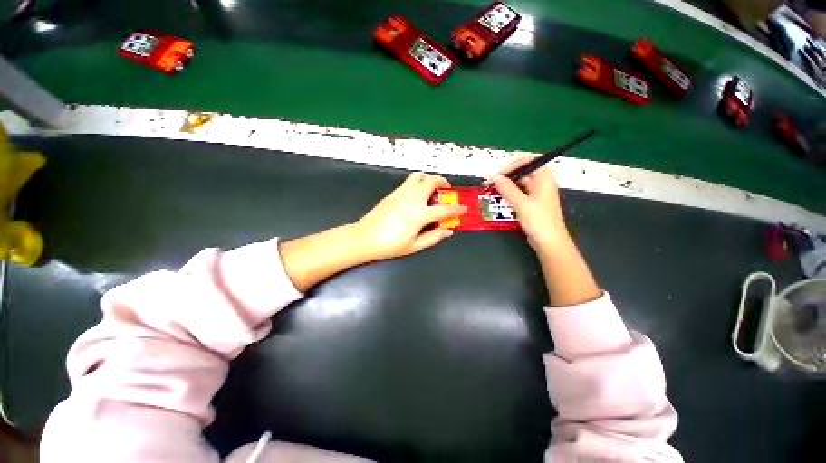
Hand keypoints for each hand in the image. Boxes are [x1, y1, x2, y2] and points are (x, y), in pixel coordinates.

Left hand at [354, 172, 466, 260]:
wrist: (364, 238)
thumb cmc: (390, 245)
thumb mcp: (415, 246)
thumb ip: (434, 237)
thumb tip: (448, 231)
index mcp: (420, 214)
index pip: (444, 208)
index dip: (457, 209)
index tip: (463, 208)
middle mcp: (412, 199)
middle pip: (431, 181)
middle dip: (443, 182)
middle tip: (447, 190)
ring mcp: (401, 193)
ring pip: (418, 176)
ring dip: (429, 179)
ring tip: (432, 189)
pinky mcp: (392, 193)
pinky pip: (409, 182)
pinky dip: (418, 183)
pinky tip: (417, 195)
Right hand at [488, 156, 568, 252]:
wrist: (549, 242)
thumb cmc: (538, 220)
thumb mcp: (521, 203)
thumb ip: (507, 189)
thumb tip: (494, 177)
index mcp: (544, 179)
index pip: (530, 160)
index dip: (514, 164)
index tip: (500, 173)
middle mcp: (542, 184)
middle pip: (524, 172)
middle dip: (507, 175)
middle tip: (492, 182)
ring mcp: (537, 195)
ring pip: (520, 184)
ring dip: (507, 185)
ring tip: (493, 190)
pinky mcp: (532, 204)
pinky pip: (520, 194)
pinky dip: (510, 194)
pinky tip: (501, 198)